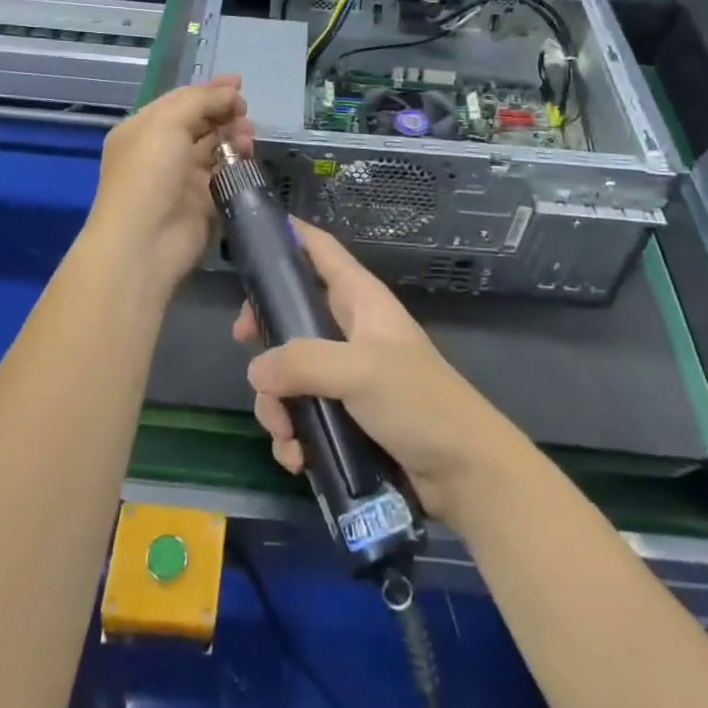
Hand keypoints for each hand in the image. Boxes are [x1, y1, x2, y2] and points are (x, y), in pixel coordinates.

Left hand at [84, 76, 252, 300]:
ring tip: (248, 135)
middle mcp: (161, 151)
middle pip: (199, 122)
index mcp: (143, 128)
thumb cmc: (148, 174)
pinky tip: (246, 155)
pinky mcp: (202, 201)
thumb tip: (229, 92)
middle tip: (245, 112)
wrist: (145, 243)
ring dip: (233, 135)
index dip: (209, 90)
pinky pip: (223, 173)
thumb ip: (199, 101)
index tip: (238, 84)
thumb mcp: (166, 123)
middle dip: (224, 112)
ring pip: (214, 146)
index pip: (180, 101)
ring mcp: (181, 177)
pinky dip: (236, 162)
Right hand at [233, 221, 518, 522]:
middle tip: (244, 341)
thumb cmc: (418, 402)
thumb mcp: (360, 370)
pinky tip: (297, 457)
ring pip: (289, 371)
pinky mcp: (344, 416)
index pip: (321, 250)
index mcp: (360, 300)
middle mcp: (349, 330)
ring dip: (278, 403)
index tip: (250, 234)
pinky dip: (293, 435)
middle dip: (265, 331)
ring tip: (286, 434)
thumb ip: (303, 362)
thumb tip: (255, 369)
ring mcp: (345, 374)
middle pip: (291, 311)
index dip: (290, 235)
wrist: (464, 472)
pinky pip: (301, 414)